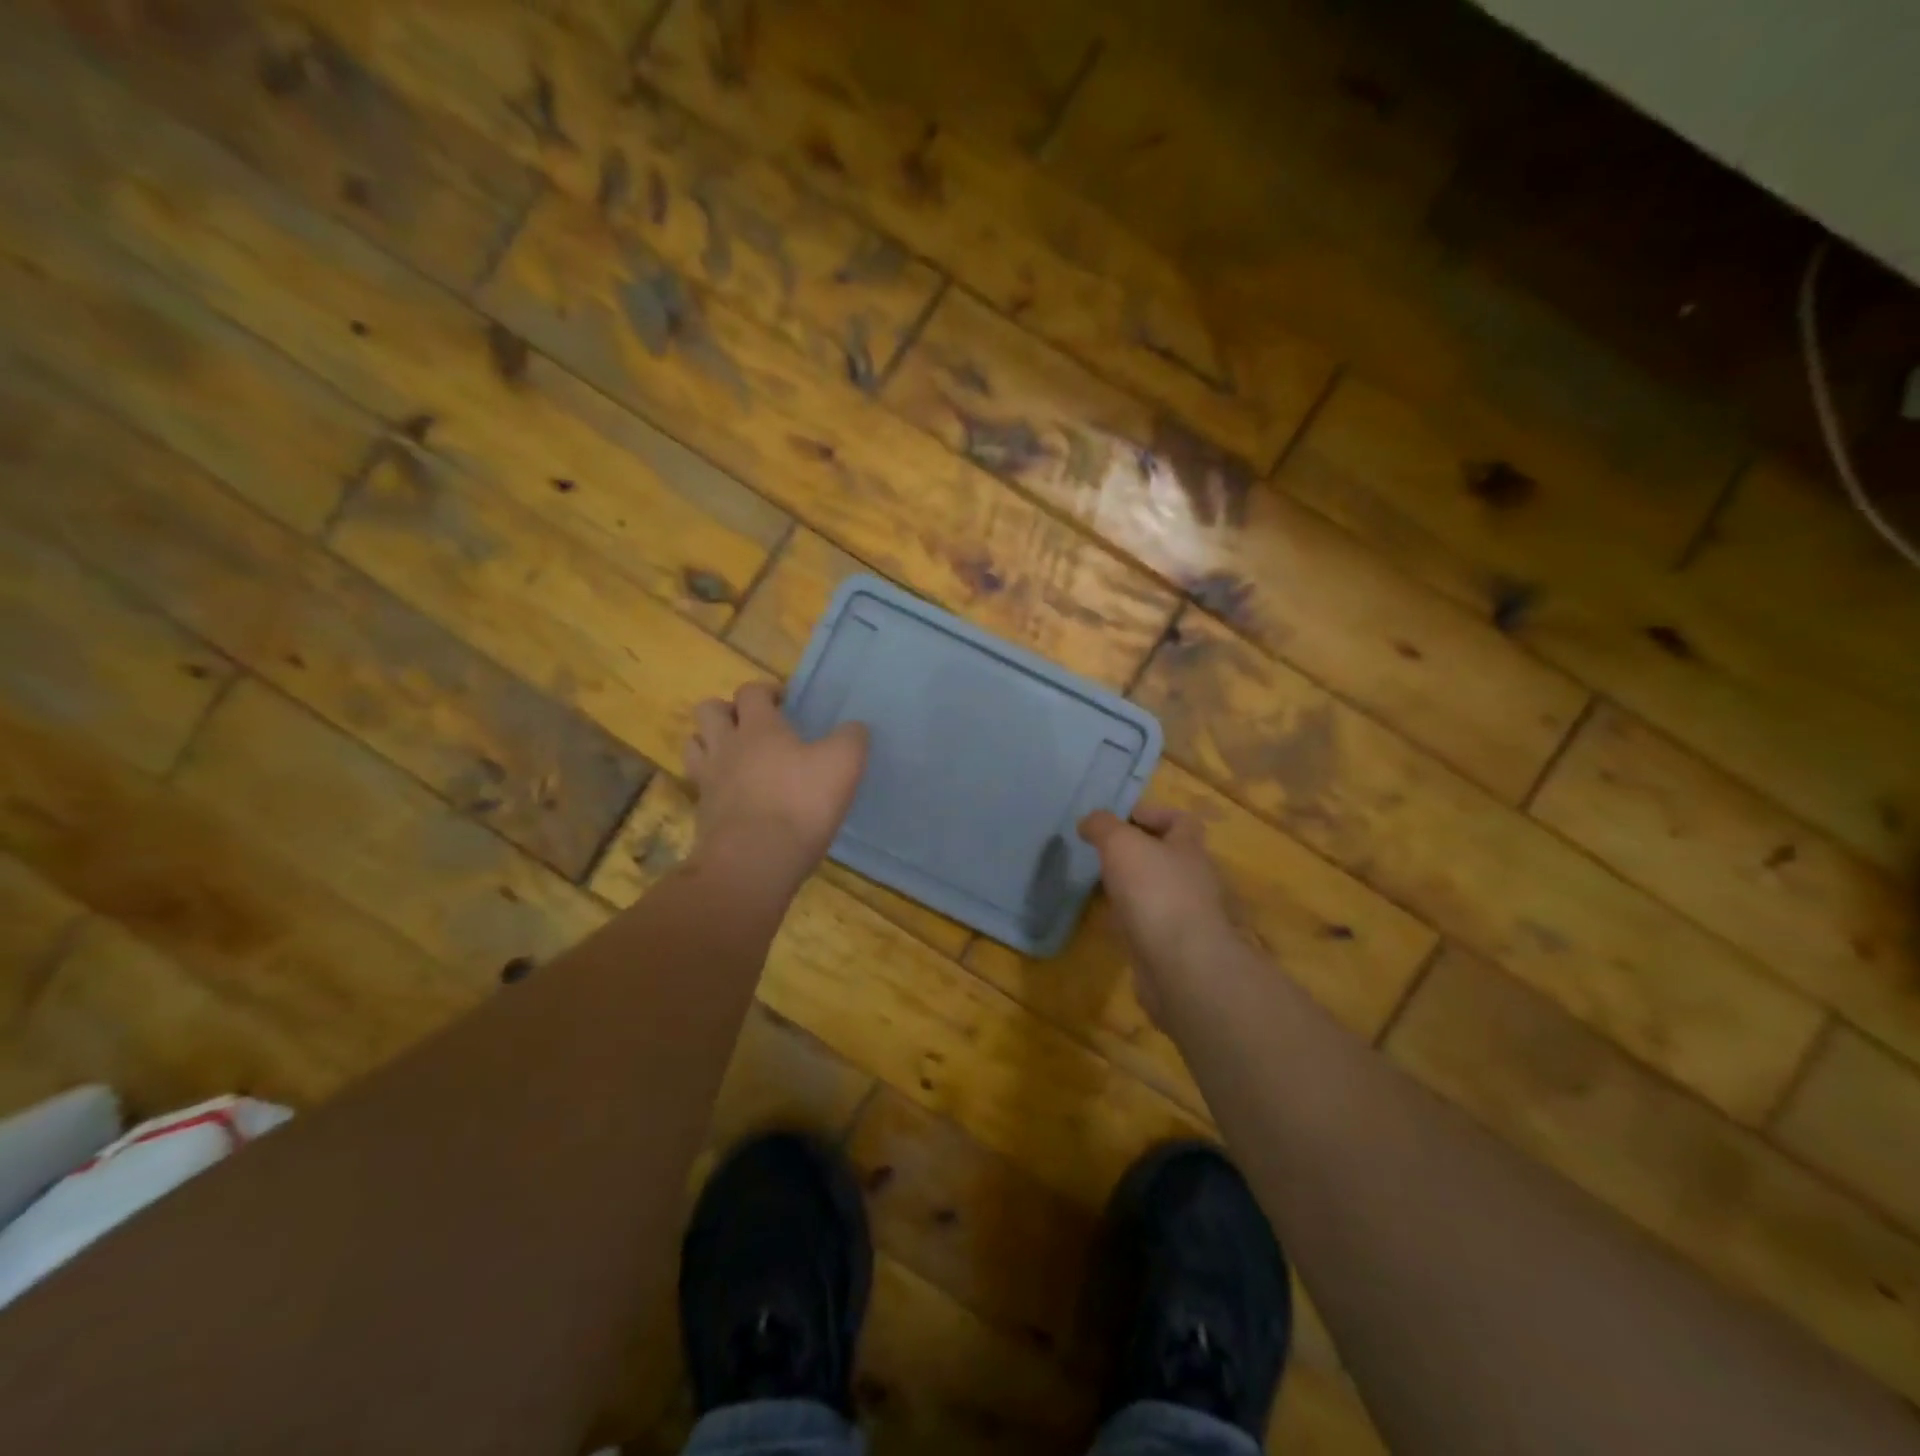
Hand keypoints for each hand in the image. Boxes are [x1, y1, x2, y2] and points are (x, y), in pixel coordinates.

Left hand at [684, 682, 868, 883]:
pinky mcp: (703, 813)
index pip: (751, 691)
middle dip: (727, 710)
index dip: (766, 690)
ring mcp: (709, 780)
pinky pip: (700, 785)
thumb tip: (854, 728)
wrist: (754, 862)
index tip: (783, 701)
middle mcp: (726, 746)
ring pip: (694, 745)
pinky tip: (734, 794)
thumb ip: (851, 739)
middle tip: (752, 724)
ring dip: (710, 742)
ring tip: (734, 754)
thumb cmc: (800, 803)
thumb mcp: (843, 764)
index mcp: (759, 727)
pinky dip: (713, 782)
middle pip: (709, 710)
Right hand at [1079, 805, 1236, 1021]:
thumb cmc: (1155, 891)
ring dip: (1132, 888)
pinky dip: (1130, 920)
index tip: (1119, 819)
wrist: (1180, 966)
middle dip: (1138, 853)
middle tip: (1102, 854)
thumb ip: (1103, 826)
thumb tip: (1090, 821)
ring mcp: (1188, 917)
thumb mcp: (1121, 844)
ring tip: (1099, 886)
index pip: (1181, 820)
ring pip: (1158, 892)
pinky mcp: (1174, 948)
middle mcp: (1195, 880)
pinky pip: (1150, 925)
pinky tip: (1108, 922)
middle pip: (1168, 857)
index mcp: (1189, 849)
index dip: (1152, 814)